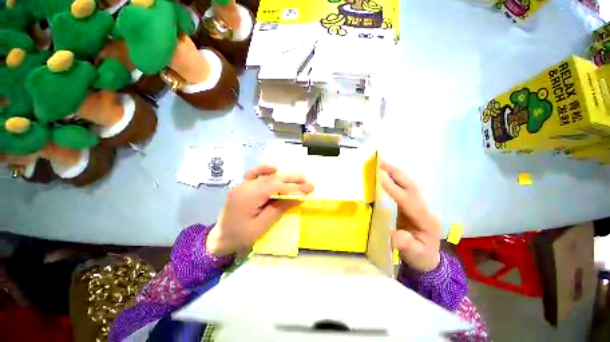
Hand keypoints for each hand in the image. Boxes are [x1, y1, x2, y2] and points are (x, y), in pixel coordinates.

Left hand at [207, 165, 313, 256]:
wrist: (221, 238)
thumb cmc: (241, 236)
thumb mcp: (262, 226)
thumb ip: (278, 209)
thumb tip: (297, 198)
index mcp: (250, 195)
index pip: (276, 186)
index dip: (293, 188)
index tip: (309, 190)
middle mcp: (245, 186)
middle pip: (272, 179)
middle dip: (292, 181)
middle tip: (310, 183)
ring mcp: (242, 186)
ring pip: (265, 177)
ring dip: (283, 177)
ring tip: (300, 178)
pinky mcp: (241, 189)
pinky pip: (253, 175)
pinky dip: (264, 171)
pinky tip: (274, 169)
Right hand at [380, 161, 440, 271]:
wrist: (430, 261)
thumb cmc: (422, 258)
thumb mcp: (415, 255)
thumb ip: (406, 244)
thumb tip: (394, 234)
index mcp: (427, 221)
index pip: (409, 202)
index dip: (395, 189)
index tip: (380, 177)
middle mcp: (425, 210)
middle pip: (412, 188)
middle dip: (397, 174)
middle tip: (380, 162)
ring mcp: (421, 209)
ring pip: (410, 187)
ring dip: (396, 175)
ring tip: (381, 165)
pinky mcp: (415, 210)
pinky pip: (405, 193)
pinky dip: (396, 182)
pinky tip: (386, 177)